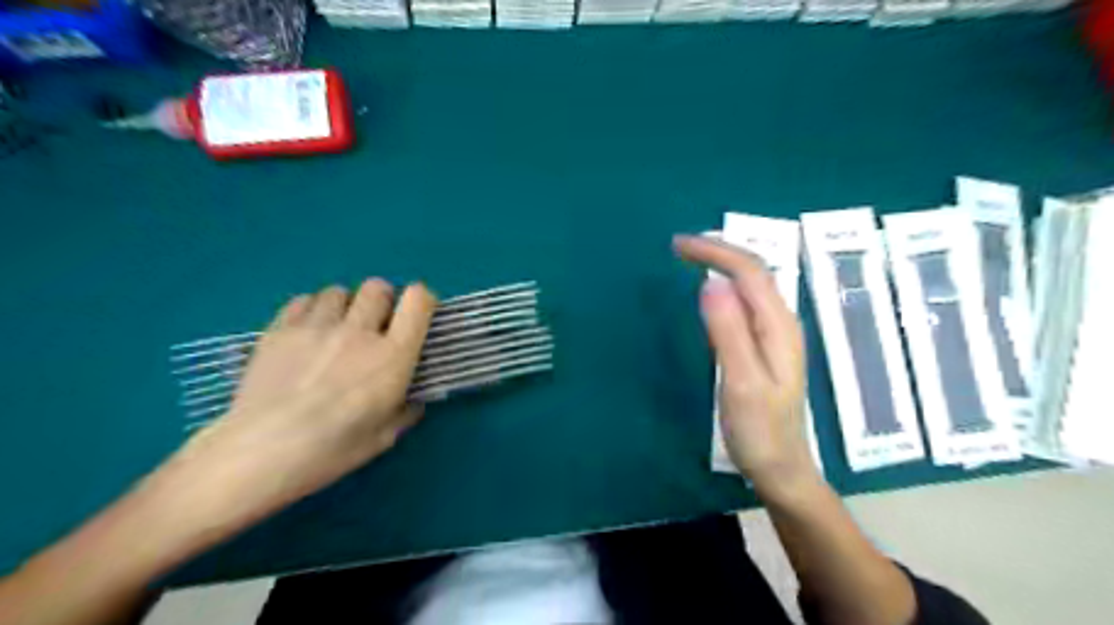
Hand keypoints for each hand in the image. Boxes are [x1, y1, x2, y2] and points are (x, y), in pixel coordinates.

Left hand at [164, 282, 437, 528]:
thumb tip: (413, 400)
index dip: (422, 299)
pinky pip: (303, 300)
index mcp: (393, 356)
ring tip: (336, 328)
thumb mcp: (385, 437)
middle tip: (374, 324)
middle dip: (382, 300)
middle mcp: (359, 331)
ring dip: (345, 305)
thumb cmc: (333, 450)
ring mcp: (317, 326)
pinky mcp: (280, 329)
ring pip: (338, 291)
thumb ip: (406, 411)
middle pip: (377, 287)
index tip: (417, 315)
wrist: (261, 453)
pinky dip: (311, 310)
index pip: (418, 300)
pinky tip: (306, 332)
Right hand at [670, 235, 815, 492]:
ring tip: (692, 258)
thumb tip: (709, 284)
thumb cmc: (759, 430)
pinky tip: (712, 291)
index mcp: (778, 326)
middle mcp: (782, 322)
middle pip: (754, 271)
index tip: (678, 246)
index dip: (715, 251)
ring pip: (752, 284)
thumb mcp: (741, 383)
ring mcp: (776, 334)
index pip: (749, 271)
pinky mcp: (766, 345)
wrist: (781, 468)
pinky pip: (747, 301)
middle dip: (718, 251)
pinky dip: (726, 284)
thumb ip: (728, 333)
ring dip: (723, 264)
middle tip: (679, 248)